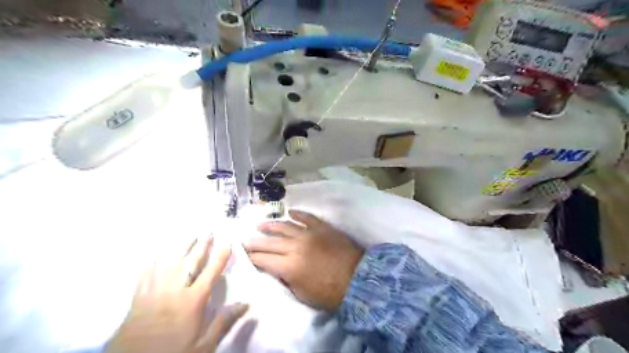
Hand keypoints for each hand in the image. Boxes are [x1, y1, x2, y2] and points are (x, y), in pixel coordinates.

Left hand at [106, 236, 246, 352]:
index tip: (228, 244)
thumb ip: (224, 322)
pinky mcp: (138, 298)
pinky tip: (157, 255)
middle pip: (190, 262)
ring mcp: (154, 292)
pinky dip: (153, 262)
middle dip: (202, 246)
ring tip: (190, 236)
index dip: (221, 258)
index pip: (211, 273)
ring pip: (169, 263)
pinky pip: (146, 274)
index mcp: (192, 301)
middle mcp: (174, 291)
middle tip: (209, 231)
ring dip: (181, 248)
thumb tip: (245, 304)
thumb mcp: (203, 345)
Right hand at [244, 211, 363, 309]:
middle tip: (245, 239)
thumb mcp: (302, 294)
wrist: (358, 280)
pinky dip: (298, 214)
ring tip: (261, 224)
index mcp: (289, 266)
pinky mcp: (322, 227)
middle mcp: (295, 246)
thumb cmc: (330, 293)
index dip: (252, 257)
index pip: (263, 259)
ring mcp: (309, 234)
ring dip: (271, 225)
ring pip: (285, 226)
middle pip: (270, 242)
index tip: (244, 254)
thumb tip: (277, 269)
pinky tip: (290, 212)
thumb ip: (287, 279)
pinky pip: (307, 217)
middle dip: (255, 241)